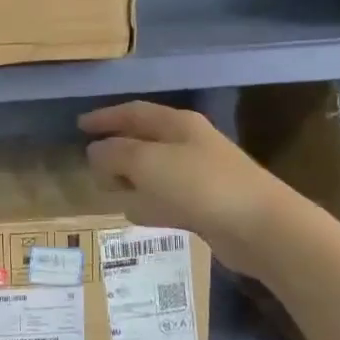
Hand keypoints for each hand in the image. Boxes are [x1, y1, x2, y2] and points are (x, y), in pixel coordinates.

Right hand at [80, 101, 296, 276]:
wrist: (260, 227)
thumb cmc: (200, 185)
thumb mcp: (147, 163)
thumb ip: (115, 154)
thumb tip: (95, 151)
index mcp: (177, 125)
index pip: (134, 112)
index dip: (105, 117)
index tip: (79, 126)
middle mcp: (189, 145)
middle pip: (144, 141)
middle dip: (116, 150)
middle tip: (89, 163)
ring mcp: (199, 176)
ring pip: (153, 172)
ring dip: (130, 179)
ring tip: (106, 190)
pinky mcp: (205, 205)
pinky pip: (165, 199)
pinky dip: (148, 203)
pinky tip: (136, 215)